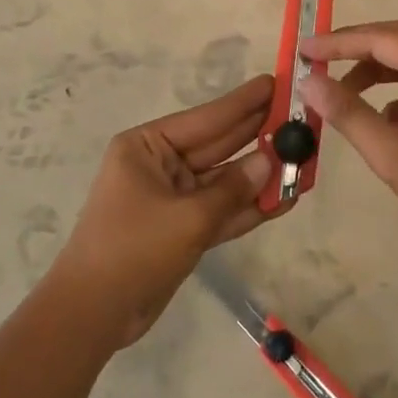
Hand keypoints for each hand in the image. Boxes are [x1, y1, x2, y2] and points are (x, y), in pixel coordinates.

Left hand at [47, 75, 276, 347]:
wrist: (92, 314)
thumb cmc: (132, 249)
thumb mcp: (187, 217)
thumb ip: (232, 189)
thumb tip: (271, 160)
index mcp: (147, 147)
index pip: (206, 118)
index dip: (244, 102)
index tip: (276, 83)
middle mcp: (160, 165)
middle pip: (219, 145)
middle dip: (258, 135)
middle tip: (300, 118)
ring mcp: (173, 198)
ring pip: (225, 181)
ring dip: (261, 175)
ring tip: (304, 159)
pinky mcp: (183, 229)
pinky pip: (222, 210)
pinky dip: (249, 207)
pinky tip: (285, 198)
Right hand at [300, 20, 397, 245]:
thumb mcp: (391, 151)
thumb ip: (347, 112)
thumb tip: (309, 83)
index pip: (379, 38)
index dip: (336, 43)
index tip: (302, 49)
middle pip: (395, 42)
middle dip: (352, 51)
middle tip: (315, 61)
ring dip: (373, 75)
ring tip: (341, 95)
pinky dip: (395, 96)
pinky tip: (383, 126)